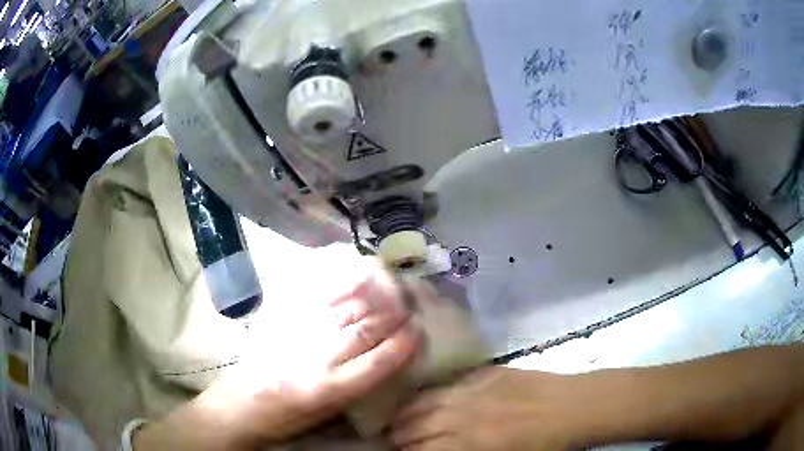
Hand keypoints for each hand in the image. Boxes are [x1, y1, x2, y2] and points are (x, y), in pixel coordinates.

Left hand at [135, 259, 421, 449]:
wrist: (237, 406)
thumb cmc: (283, 421)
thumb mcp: (323, 417)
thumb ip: (352, 390)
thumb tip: (380, 365)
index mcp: (328, 389)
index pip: (377, 363)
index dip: (402, 346)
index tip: (418, 332)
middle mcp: (317, 359)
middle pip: (363, 332)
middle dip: (392, 317)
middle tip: (411, 306)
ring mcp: (298, 337)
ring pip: (343, 312)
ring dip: (371, 300)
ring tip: (391, 290)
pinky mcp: (282, 324)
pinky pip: (316, 302)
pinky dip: (339, 289)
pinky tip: (354, 280)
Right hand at [390, 367, 575, 450]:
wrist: (570, 408)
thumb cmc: (541, 445)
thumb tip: (439, 449)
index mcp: (466, 444)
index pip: (418, 448)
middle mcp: (460, 416)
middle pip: (413, 425)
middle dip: (398, 434)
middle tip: (391, 437)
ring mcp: (470, 391)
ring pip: (423, 401)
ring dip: (406, 412)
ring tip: (398, 418)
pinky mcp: (482, 375)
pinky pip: (444, 384)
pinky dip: (427, 393)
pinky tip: (422, 397)